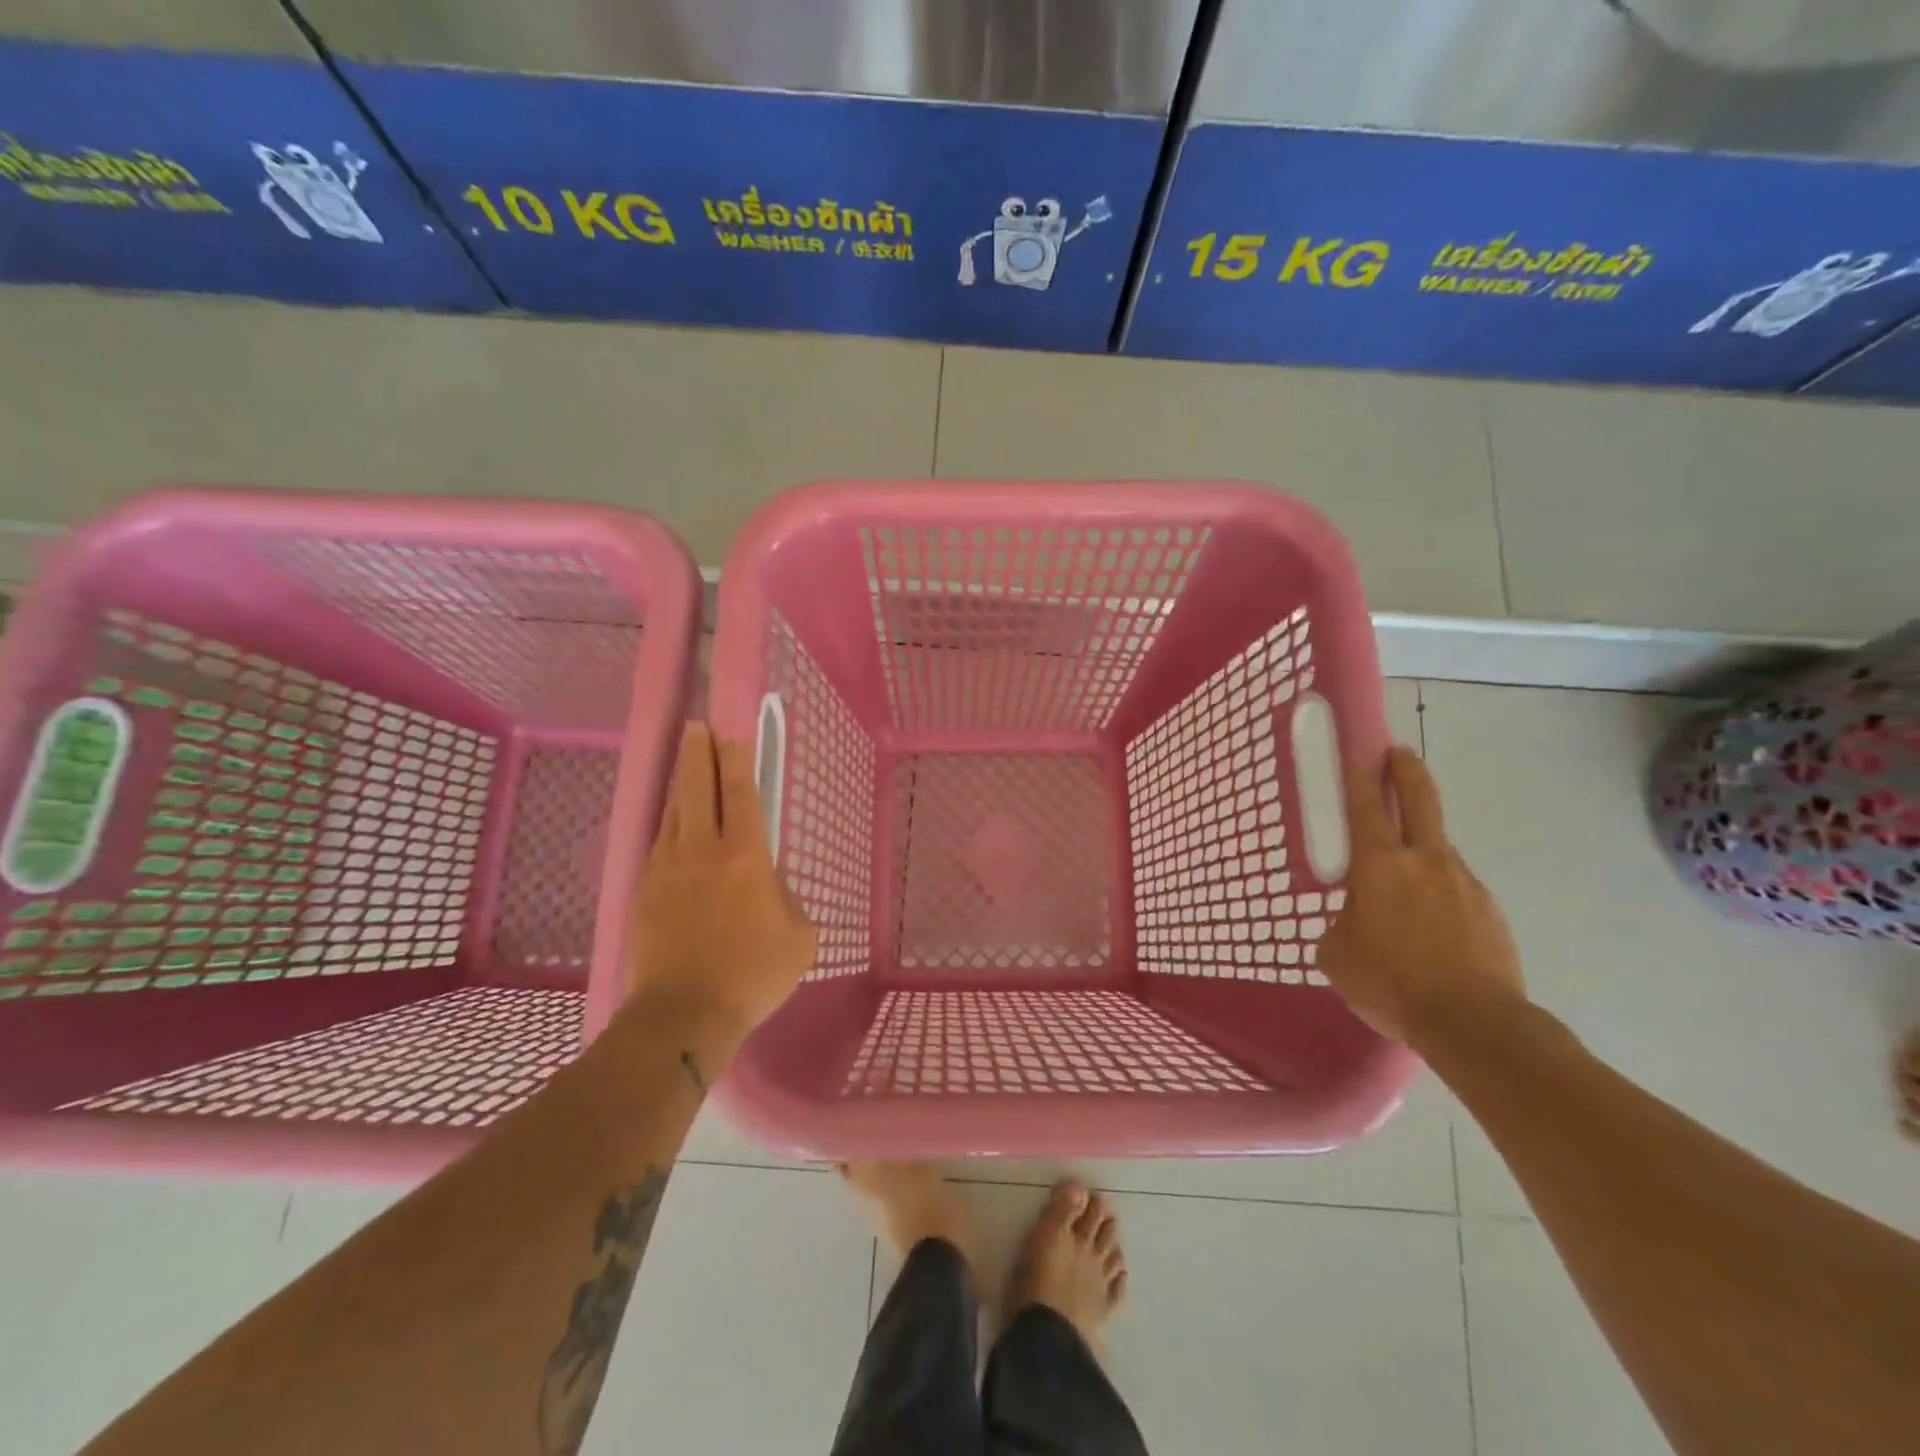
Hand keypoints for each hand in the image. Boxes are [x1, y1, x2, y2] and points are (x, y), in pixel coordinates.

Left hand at [627, 724, 816, 1035]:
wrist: (684, 1014)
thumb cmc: (753, 974)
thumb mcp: (799, 936)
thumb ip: (786, 897)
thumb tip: (766, 881)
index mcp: (744, 857)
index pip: (739, 794)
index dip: (735, 760)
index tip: (730, 733)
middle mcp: (702, 851)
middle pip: (696, 789)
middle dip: (698, 754)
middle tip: (697, 729)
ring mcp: (667, 869)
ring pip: (673, 813)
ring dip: (681, 784)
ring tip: (686, 765)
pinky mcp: (645, 892)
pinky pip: (659, 844)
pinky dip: (669, 824)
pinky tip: (673, 824)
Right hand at [1318, 746, 1525, 1044]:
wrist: (1474, 1024)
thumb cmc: (1390, 982)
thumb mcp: (1337, 954)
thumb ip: (1341, 923)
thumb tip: (1353, 919)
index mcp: (1380, 865)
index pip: (1368, 806)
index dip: (1362, 776)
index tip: (1361, 751)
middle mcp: (1426, 861)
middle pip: (1421, 799)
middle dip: (1408, 770)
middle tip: (1398, 755)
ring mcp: (1465, 883)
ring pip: (1438, 850)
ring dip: (1420, 849)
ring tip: (1403, 889)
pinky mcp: (1490, 911)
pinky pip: (1456, 890)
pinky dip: (1440, 895)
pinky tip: (1431, 930)